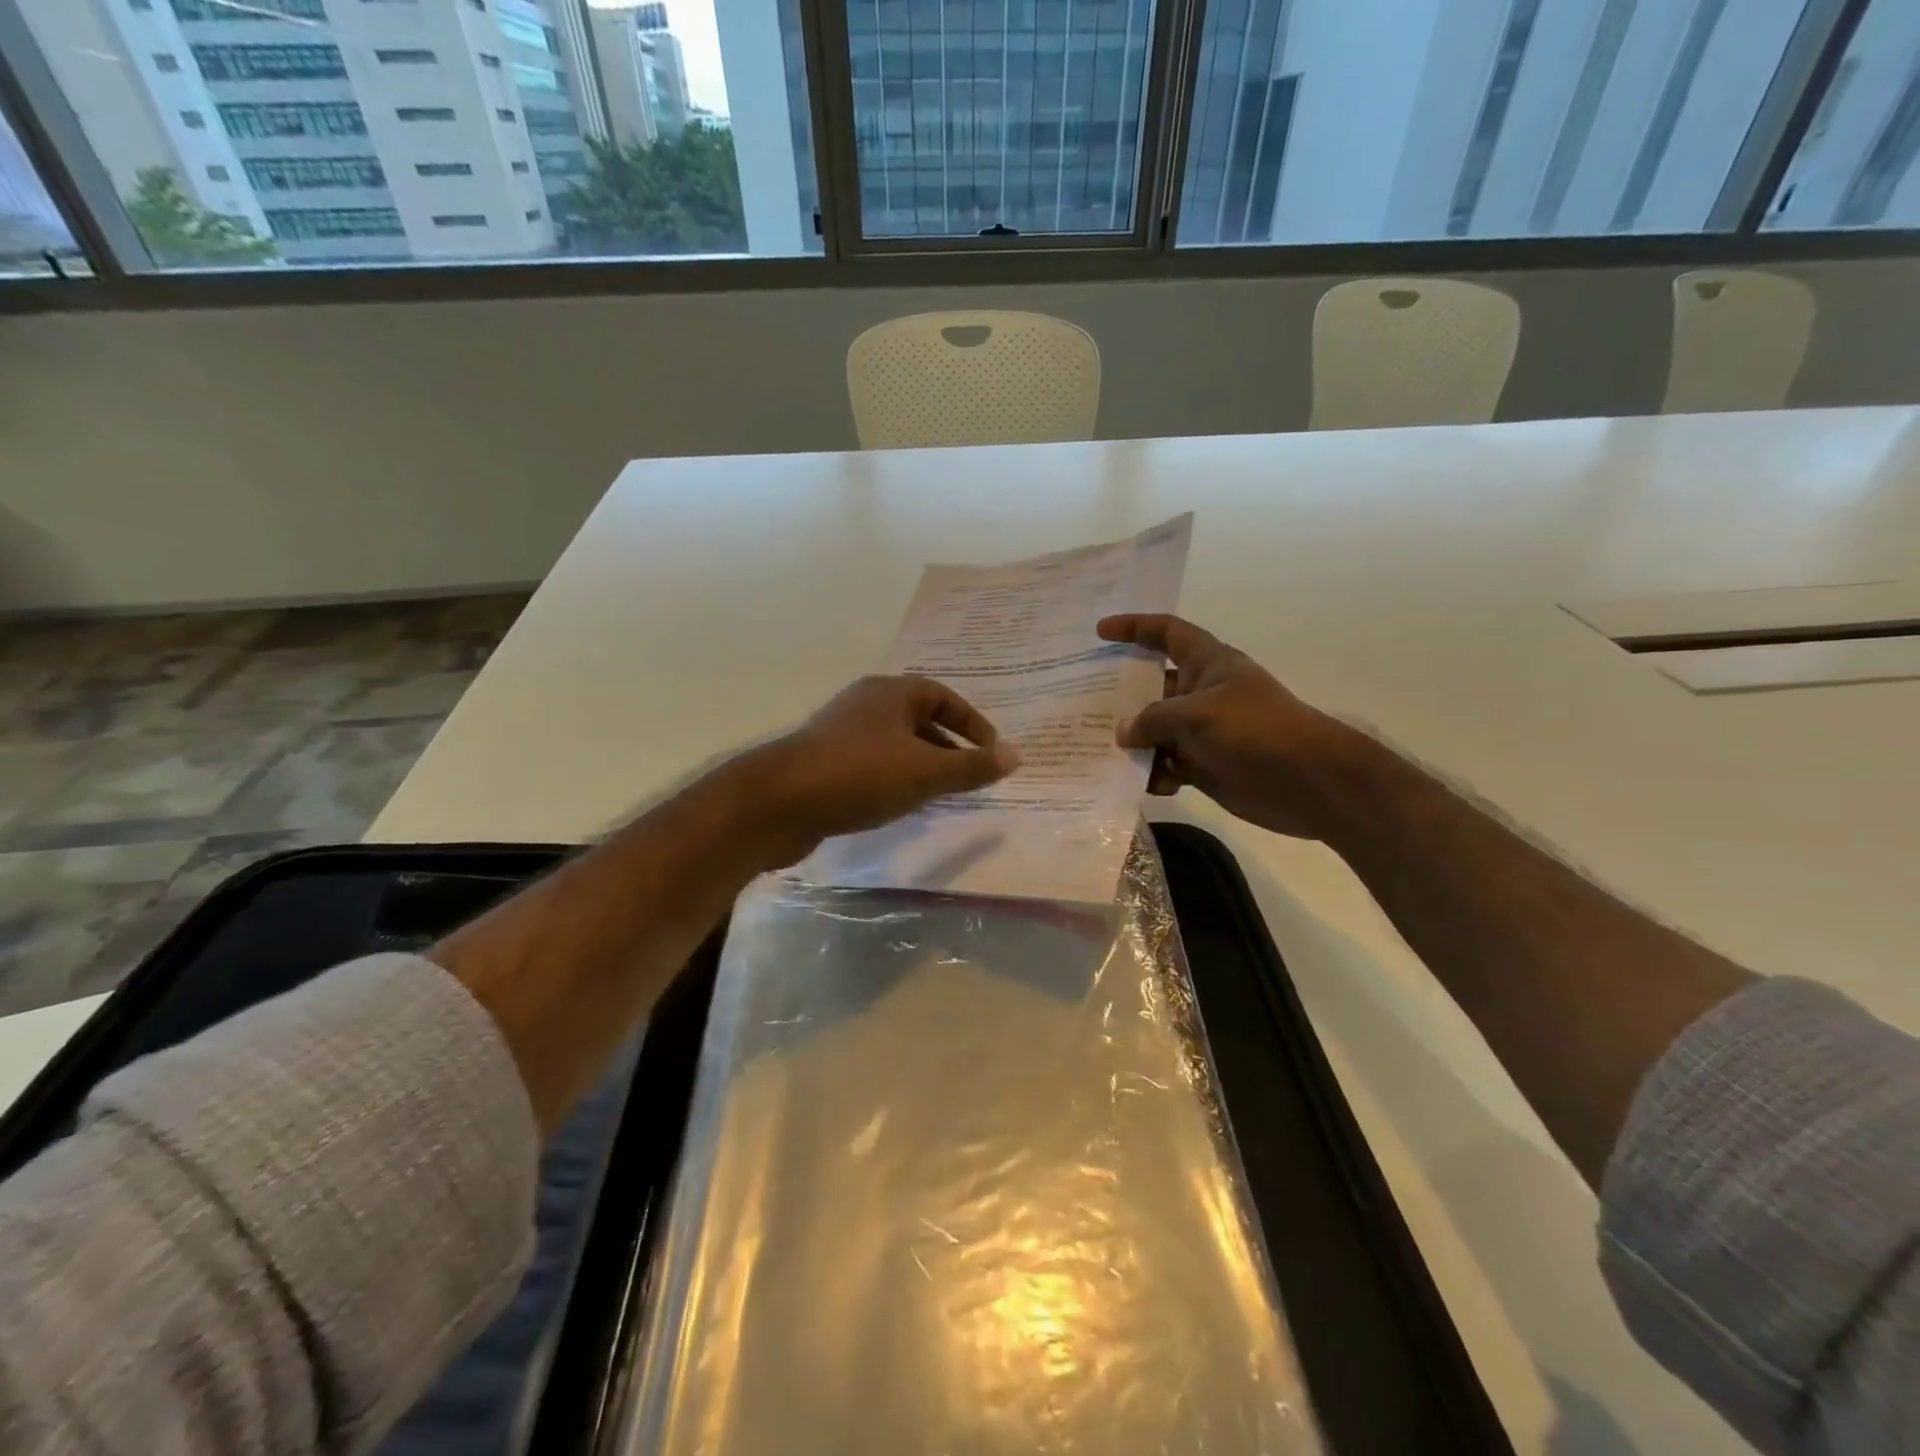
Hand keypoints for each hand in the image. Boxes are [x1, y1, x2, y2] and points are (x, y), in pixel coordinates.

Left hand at [751, 675, 1020, 860]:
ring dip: (921, 765)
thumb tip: (1017, 755)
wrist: (778, 803)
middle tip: (969, 775)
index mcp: (890, 693)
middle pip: (918, 718)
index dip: (972, 722)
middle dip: (948, 746)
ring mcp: (841, 733)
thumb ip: (972, 766)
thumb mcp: (925, 772)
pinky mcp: (824, 763)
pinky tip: (900, 806)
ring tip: (941, 794)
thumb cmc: (860, 775)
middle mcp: (865, 704)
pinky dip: (894, 779)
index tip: (991, 752)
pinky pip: (872, 764)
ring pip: (894, 744)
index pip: (942, 696)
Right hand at [1097, 614, 1357, 838]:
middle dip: (1120, 695)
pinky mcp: (1204, 766)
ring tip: (1099, 750)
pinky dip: (1152, 774)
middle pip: (1151, 686)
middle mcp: (1201, 693)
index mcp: (1207, 663)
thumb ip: (1153, 719)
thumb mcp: (1197, 714)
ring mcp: (1202, 731)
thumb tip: (1122, 733)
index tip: (1100, 632)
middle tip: (1080, 701)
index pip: (1167, 632)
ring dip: (1133, 742)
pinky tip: (1139, 784)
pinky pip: (1165, 765)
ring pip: (1154, 731)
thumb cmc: (1255, 730)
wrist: (1308, 782)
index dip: (1134, 627)